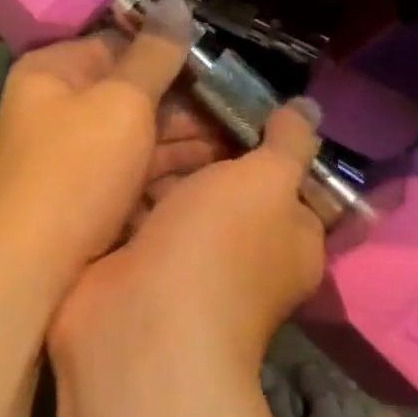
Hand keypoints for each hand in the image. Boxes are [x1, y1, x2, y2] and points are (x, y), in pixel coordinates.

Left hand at [0, 0, 218, 274]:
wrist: (30, 270)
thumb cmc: (75, 170)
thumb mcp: (121, 103)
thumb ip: (154, 55)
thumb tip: (176, 1)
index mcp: (54, 72)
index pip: (118, 44)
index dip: (168, 52)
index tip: (220, 65)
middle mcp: (59, 107)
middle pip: (131, 91)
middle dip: (185, 102)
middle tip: (242, 111)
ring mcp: (73, 153)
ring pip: (138, 134)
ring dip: (185, 138)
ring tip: (243, 143)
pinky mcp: (88, 194)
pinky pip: (134, 169)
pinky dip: (168, 170)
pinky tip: (214, 175)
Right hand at [50, 99, 327, 377]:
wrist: (141, 323)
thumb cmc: (220, 245)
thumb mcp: (267, 181)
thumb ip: (289, 143)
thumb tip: (309, 107)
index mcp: (287, 236)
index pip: (280, 174)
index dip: (257, 133)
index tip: (225, 95)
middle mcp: (240, 249)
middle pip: (220, 177)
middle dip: (196, 139)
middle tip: (168, 93)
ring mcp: (182, 258)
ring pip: (172, 191)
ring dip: (154, 158)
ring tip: (133, 107)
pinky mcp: (133, 262)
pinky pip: (133, 210)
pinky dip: (123, 185)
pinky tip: (108, 144)